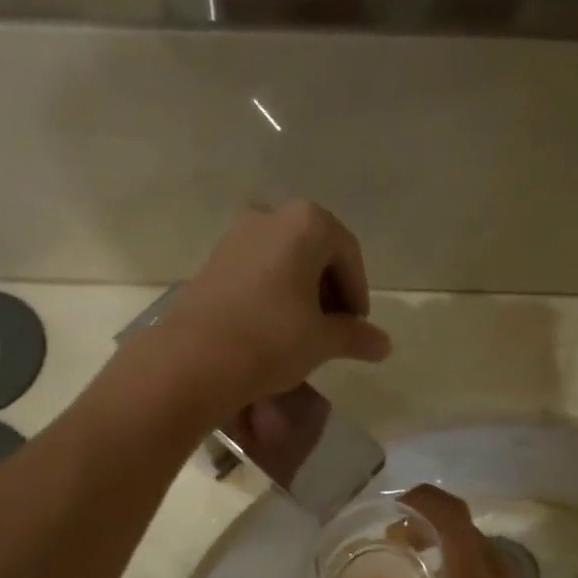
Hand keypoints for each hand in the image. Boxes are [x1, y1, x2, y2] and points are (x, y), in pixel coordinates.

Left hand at [163, 201, 391, 409]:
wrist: (194, 360)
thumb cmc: (272, 339)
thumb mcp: (323, 340)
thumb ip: (356, 337)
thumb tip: (384, 345)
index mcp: (305, 223)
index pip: (347, 253)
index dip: (358, 292)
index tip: (357, 326)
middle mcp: (269, 217)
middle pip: (314, 252)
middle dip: (329, 290)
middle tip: (335, 329)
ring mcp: (235, 237)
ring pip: (283, 262)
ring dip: (301, 293)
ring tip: (305, 333)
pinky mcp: (211, 262)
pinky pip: (256, 272)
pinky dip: (273, 295)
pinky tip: (273, 330)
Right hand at [333, 486, 577, 577]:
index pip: (452, 516)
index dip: (424, 500)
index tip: (394, 509)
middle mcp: (499, 575)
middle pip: (465, 528)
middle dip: (429, 523)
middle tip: (395, 538)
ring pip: (480, 549)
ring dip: (449, 544)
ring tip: (417, 561)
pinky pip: (491, 571)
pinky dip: (465, 566)